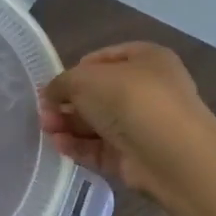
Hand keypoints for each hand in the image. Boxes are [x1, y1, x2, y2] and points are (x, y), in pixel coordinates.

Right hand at [39, 43, 213, 196]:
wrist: (171, 154)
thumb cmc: (130, 99)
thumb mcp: (84, 78)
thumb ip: (61, 83)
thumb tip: (51, 94)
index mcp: (146, 59)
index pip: (103, 59)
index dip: (75, 70)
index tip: (53, 85)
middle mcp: (148, 90)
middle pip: (98, 94)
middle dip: (67, 102)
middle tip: (44, 112)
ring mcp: (143, 125)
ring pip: (97, 123)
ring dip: (69, 125)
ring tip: (46, 129)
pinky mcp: (135, 157)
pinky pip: (101, 148)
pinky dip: (79, 146)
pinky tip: (58, 145)